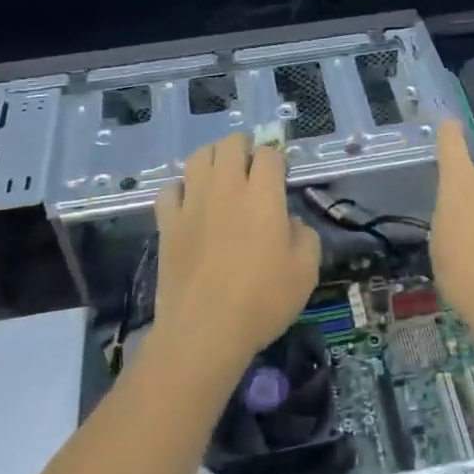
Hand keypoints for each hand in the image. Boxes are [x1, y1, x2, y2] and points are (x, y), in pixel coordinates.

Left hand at [152, 133, 320, 380]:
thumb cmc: (262, 300)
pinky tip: (190, 202)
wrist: (205, 330)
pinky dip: (181, 188)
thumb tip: (289, 221)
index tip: (281, 177)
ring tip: (221, 176)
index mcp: (263, 195)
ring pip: (198, 157)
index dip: (277, 160)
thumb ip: (304, 235)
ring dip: (213, 159)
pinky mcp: (167, 223)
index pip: (269, 154)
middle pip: (230, 144)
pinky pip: (170, 189)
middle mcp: (226, 188)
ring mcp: (192, 203)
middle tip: (252, 168)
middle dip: (245, 148)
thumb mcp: (306, 270)